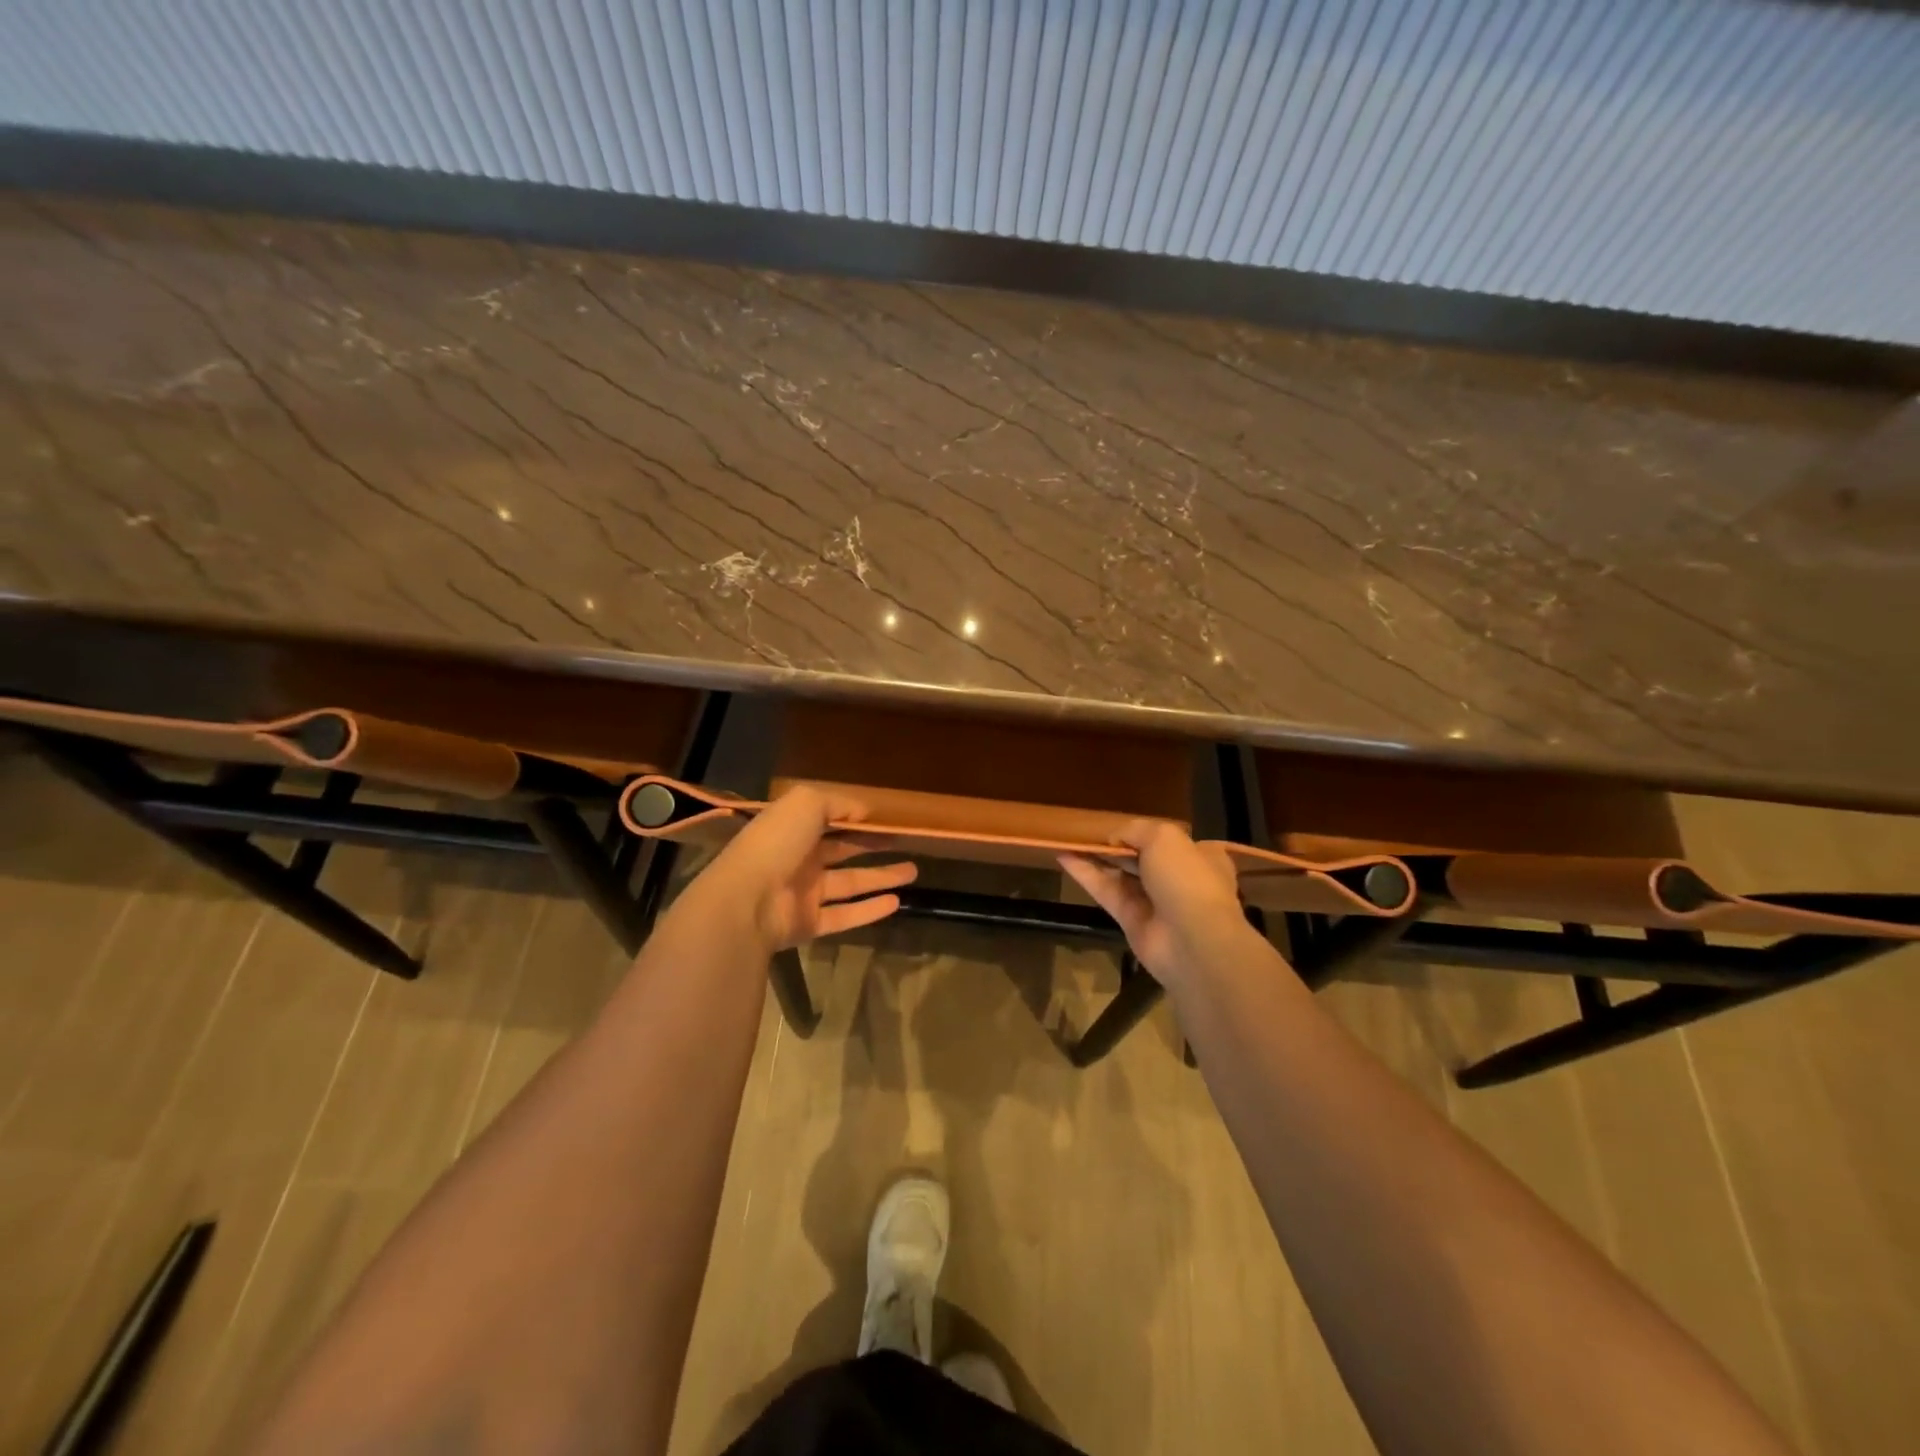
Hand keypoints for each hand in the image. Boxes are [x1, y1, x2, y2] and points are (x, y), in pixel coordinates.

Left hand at [689, 785, 917, 953]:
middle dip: (873, 846)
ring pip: (850, 884)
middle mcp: (798, 860)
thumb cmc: (776, 843)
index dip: (857, 819)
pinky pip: (845, 916)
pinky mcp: (809, 924)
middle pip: (843, 851)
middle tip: (906, 843)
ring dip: (882, 877)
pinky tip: (897, 902)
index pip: (829, 820)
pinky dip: (870, 910)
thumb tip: (864, 811)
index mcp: (793, 829)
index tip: (888, 819)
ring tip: (914, 871)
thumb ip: (838, 802)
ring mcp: (803, 894)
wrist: (746, 901)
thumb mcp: (806, 804)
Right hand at [1060, 820, 1248, 989]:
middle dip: (1117, 845)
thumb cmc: (1186, 878)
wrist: (1192, 940)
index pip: (1172, 841)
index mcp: (1199, 857)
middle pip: (1141, 856)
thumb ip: (1136, 829)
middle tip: (1087, 831)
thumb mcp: (1164, 837)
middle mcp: (1177, 878)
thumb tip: (1114, 839)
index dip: (1147, 832)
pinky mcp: (1130, 918)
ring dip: (1095, 857)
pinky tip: (1063, 856)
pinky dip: (1084, 874)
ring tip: (1068, 839)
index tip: (1121, 824)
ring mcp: (1153, 901)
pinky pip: (1105, 891)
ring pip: (1119, 873)